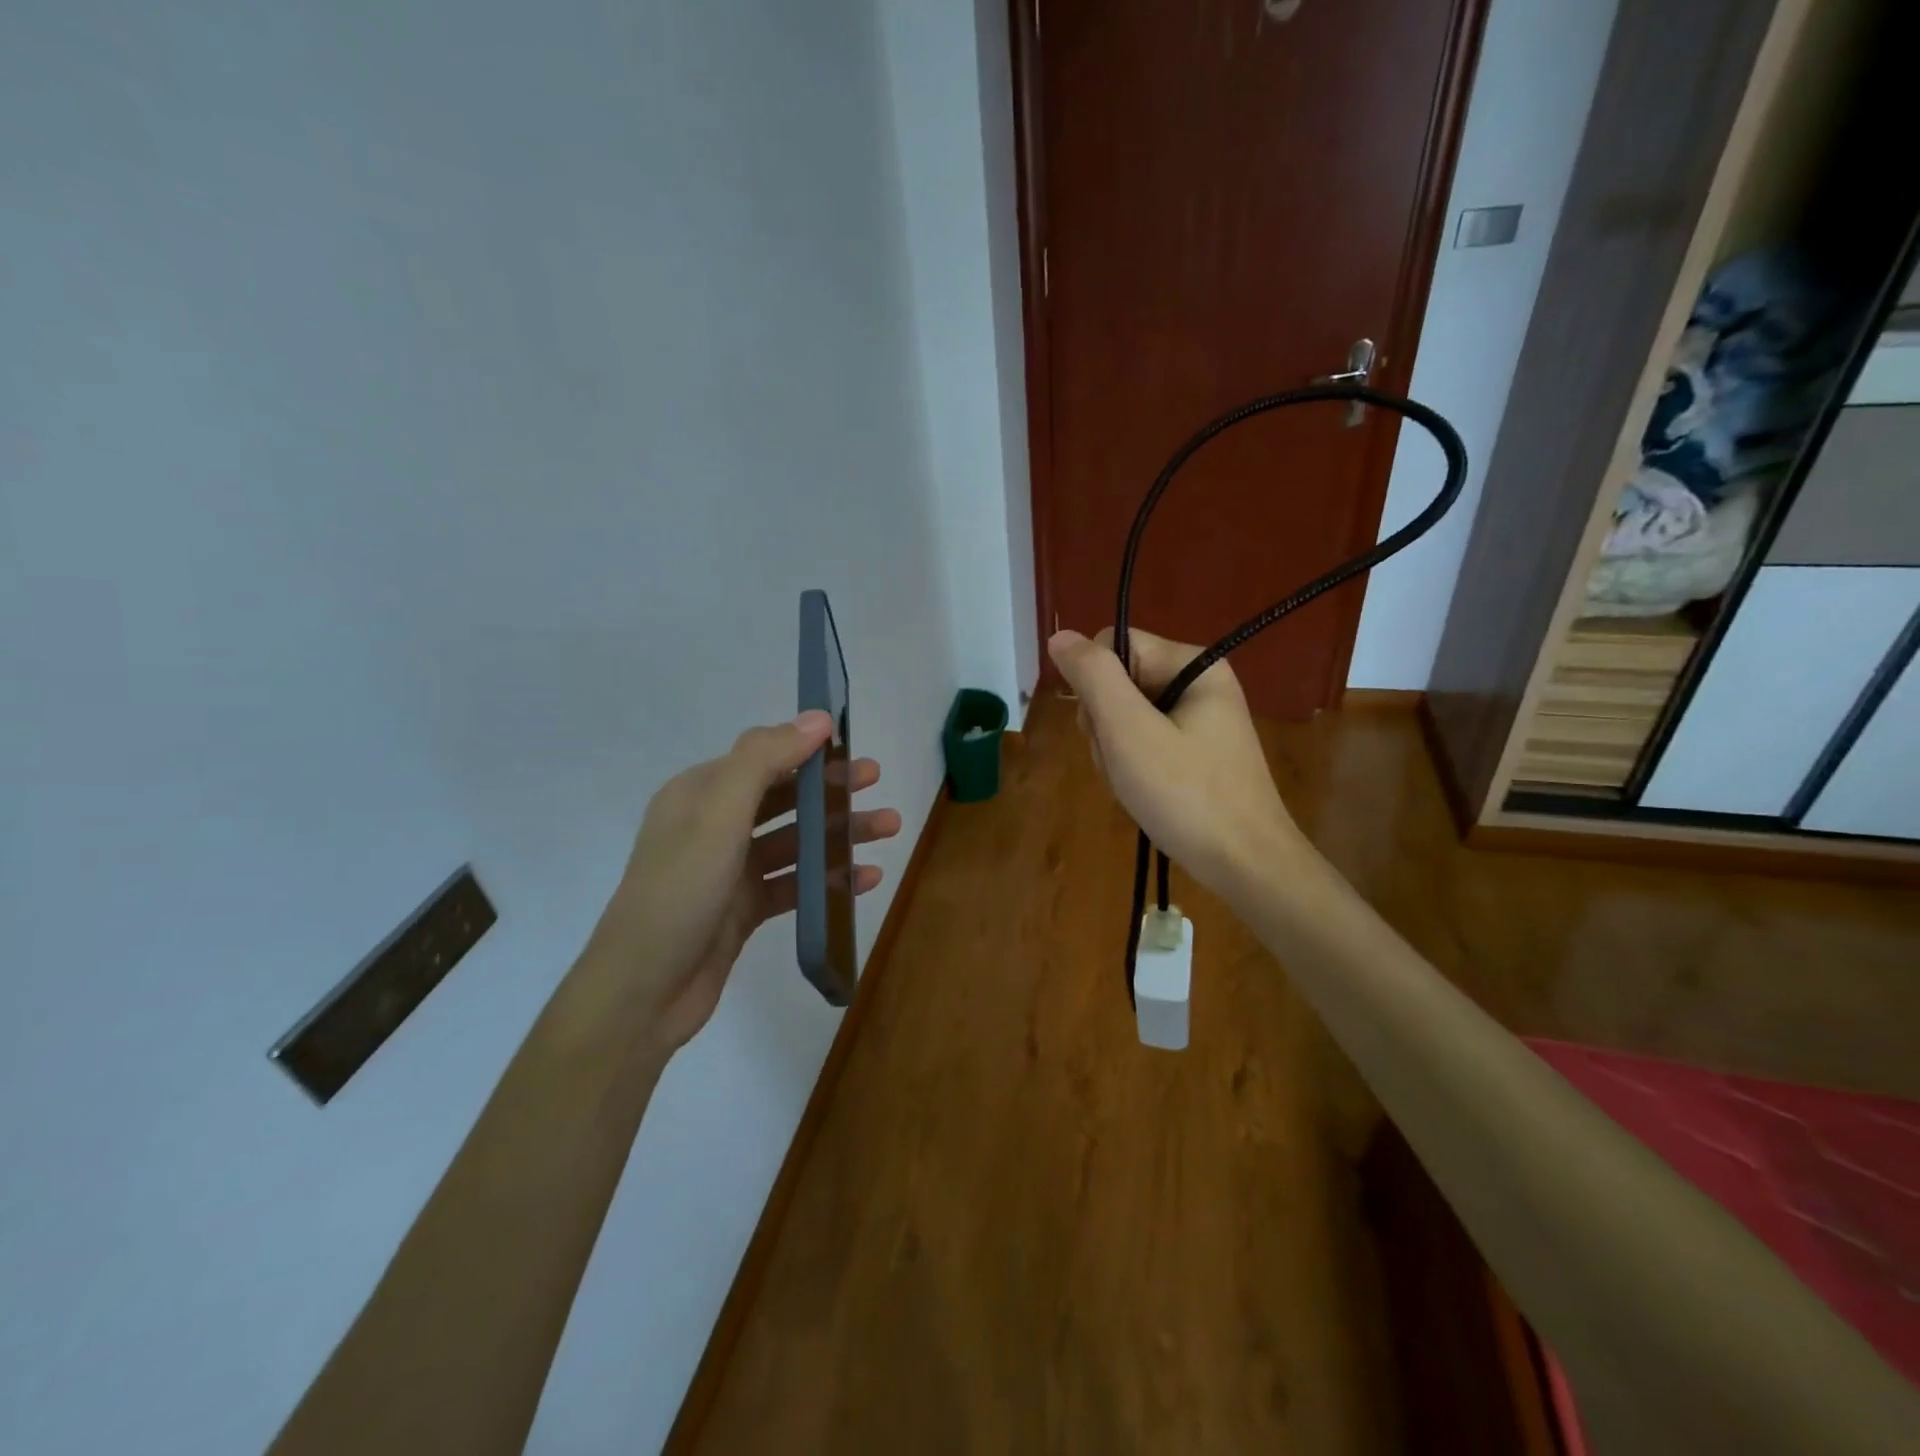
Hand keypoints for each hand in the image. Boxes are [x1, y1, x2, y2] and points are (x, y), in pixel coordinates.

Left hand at [582, 710, 899, 1056]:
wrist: (642, 992)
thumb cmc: (680, 890)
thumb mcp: (718, 814)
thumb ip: (765, 759)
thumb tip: (818, 718)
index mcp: (700, 793)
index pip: (761, 756)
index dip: (806, 748)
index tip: (851, 745)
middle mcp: (714, 826)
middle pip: (783, 796)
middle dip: (830, 788)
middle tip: (875, 781)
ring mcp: (729, 870)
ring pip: (795, 841)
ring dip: (838, 833)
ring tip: (888, 828)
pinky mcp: (743, 910)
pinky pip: (794, 884)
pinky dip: (828, 879)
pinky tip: (866, 878)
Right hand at [1048, 627, 1306, 897]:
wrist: (1245, 864)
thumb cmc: (1186, 794)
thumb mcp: (1129, 730)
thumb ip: (1093, 677)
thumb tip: (1060, 636)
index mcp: (1193, 665)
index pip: (1114, 645)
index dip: (1095, 685)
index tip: (1108, 729)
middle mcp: (1199, 683)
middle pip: (1118, 683)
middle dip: (1105, 726)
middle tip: (1123, 764)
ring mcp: (1200, 720)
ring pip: (1124, 716)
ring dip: (1115, 752)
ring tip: (1134, 784)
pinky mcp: (1197, 751)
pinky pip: (1144, 742)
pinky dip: (1132, 767)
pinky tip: (1143, 792)